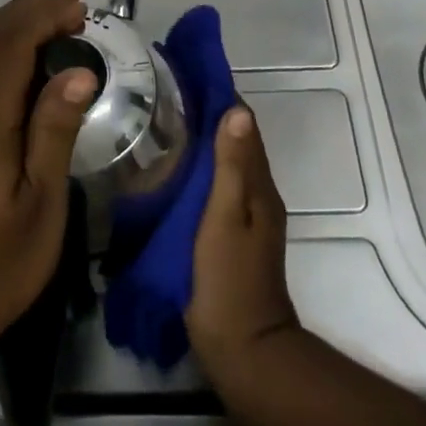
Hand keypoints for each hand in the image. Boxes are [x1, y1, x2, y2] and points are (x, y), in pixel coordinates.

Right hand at [186, 105, 299, 378]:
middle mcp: (258, 195)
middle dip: (209, 116)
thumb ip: (232, 167)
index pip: (244, 127)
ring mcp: (246, 217)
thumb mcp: (226, 218)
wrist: (244, 351)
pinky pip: (217, 187)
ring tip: (165, 121)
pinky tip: (174, 168)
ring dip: (204, 141)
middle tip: (168, 94)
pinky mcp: (230, 235)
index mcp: (259, 187)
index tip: (191, 75)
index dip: (222, 99)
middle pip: (236, 143)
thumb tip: (238, 110)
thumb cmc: (230, 280)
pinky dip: (200, 168)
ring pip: (226, 165)